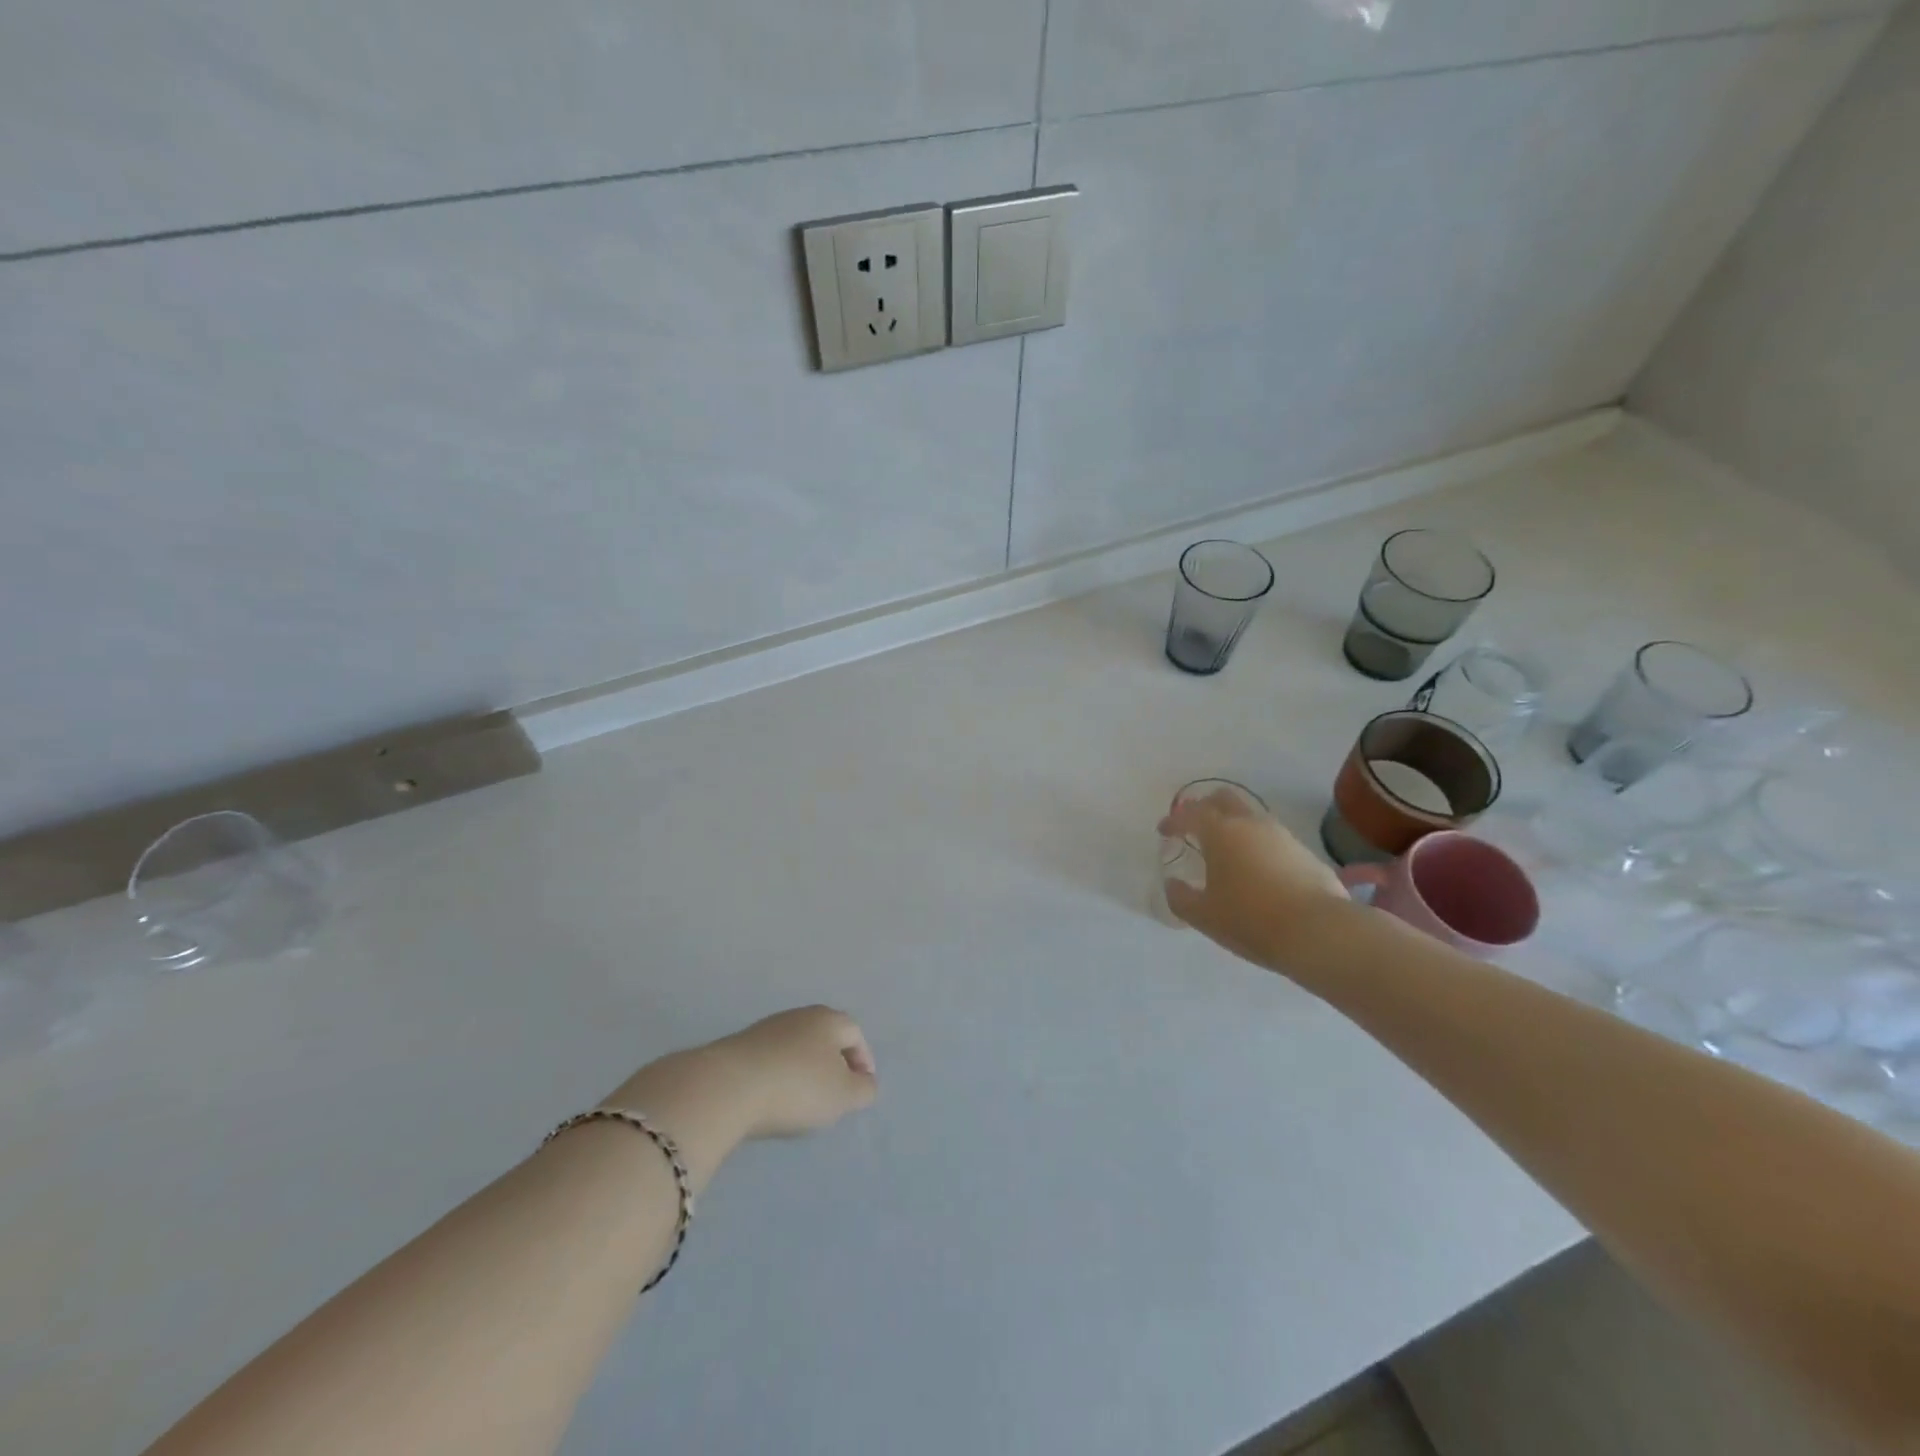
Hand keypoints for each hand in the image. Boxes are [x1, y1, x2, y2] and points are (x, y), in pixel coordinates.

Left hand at [704, 1006, 878, 1139]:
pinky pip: (771, 1059)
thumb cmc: (797, 1088)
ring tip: (803, 1102)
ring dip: (805, 1070)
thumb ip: (864, 1089)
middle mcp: (799, 1015)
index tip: (860, 1089)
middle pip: (825, 1037)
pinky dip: (779, 1076)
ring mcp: (767, 1028)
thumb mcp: (843, 1096)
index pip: (855, 1034)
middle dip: (834, 1063)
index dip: (863, 1060)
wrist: (728, 1087)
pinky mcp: (740, 1046)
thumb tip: (865, 1082)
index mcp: (828, 1019)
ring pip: (797, 1047)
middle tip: (835, 1094)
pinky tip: (773, 1099)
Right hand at [1159, 790, 1347, 966]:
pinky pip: (1272, 838)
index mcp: (1220, 832)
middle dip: (1205, 807)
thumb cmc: (1251, 919)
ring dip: (1234, 826)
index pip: (1190, 813)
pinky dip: (1257, 845)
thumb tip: (1173, 884)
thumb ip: (1180, 897)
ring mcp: (1282, 835)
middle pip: (1224, 798)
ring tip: (1226, 851)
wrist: (1319, 932)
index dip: (1173, 821)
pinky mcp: (1305, 852)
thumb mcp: (1204, 916)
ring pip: (1251, 817)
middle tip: (1195, 826)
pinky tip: (1256, 870)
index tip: (1164, 832)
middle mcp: (1251, 824)